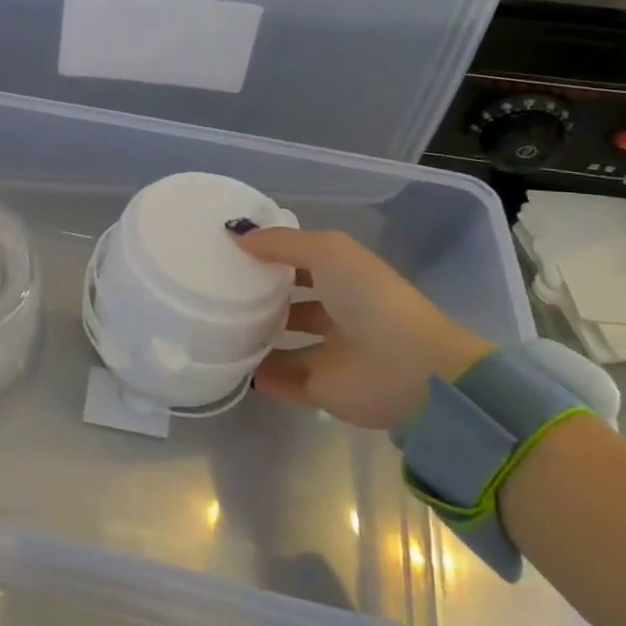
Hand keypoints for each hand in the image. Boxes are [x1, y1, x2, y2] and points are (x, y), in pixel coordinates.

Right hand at [230, 226, 494, 429]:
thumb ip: (280, 242)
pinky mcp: (322, 390)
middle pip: (291, 303)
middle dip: (259, 297)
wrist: (411, 371)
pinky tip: (226, 360)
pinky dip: (257, 374)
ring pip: (284, 343)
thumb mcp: (327, 251)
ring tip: (214, 324)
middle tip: (214, 288)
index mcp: (345, 278)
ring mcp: (330, 354)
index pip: (301, 262)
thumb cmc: (370, 298)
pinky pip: (281, 380)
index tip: (228, 250)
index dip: (270, 254)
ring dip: (255, 336)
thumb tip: (235, 235)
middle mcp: (338, 313)